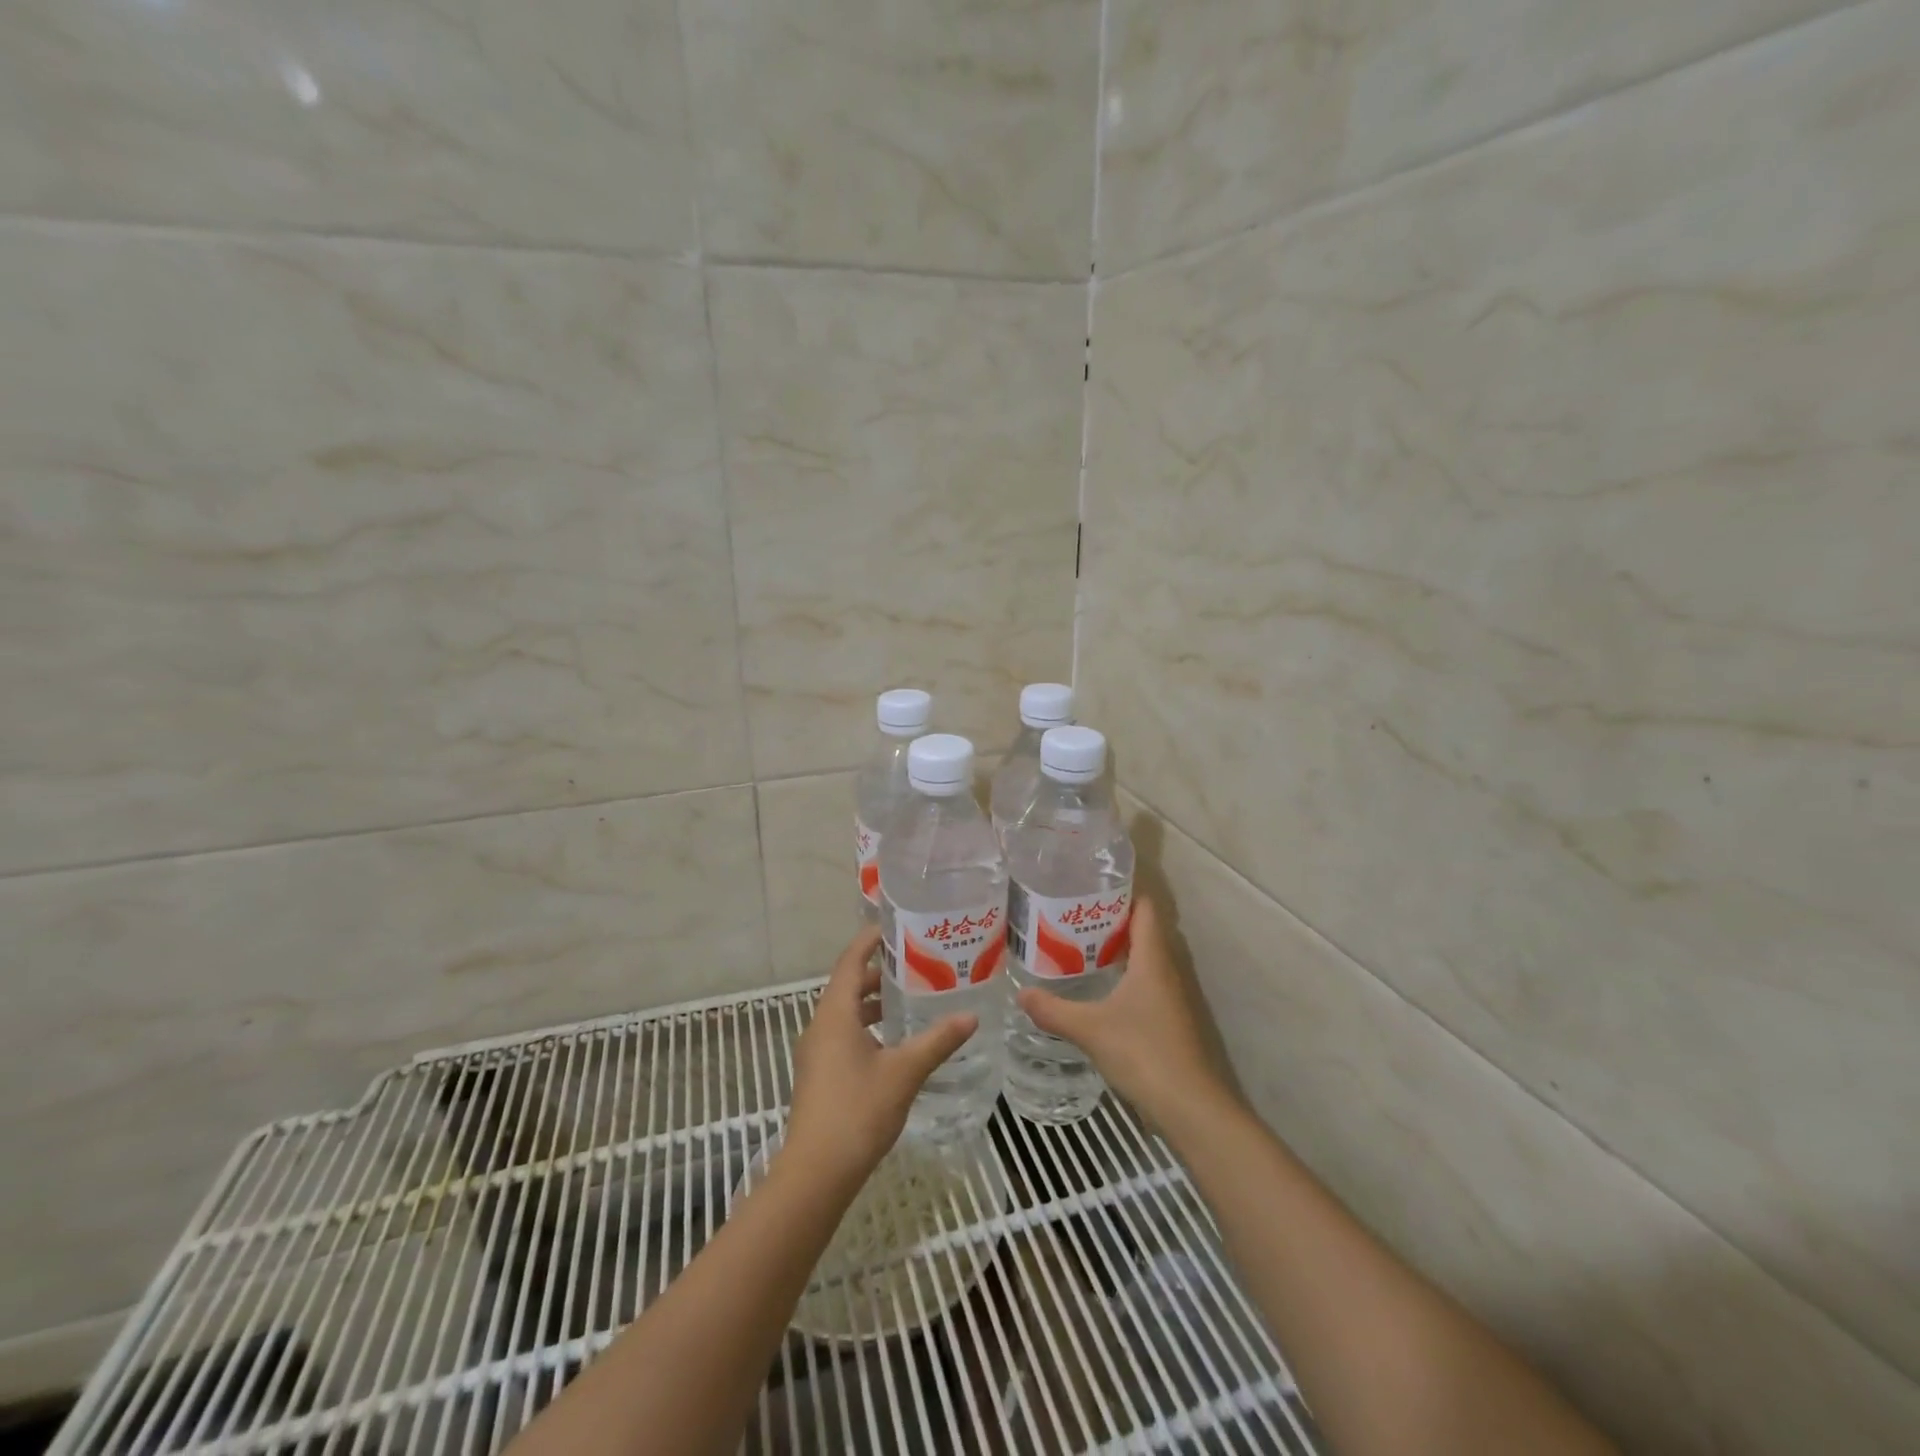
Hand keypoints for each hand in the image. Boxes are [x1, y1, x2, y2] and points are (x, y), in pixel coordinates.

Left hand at [782, 926, 978, 1186]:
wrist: (816, 1172)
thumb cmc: (858, 1111)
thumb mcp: (904, 1072)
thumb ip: (937, 1041)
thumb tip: (971, 1016)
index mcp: (836, 1013)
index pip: (851, 961)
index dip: (869, 940)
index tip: (895, 924)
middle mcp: (821, 1025)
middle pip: (848, 984)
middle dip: (879, 970)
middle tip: (916, 961)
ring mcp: (817, 1051)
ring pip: (846, 1011)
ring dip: (874, 1000)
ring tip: (910, 997)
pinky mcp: (820, 1073)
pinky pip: (843, 1033)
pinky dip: (867, 1024)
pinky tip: (894, 1041)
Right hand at [1015, 896, 1231, 1125]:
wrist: (1191, 1108)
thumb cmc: (1144, 1053)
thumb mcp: (1090, 1028)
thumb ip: (1054, 1010)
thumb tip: (1020, 993)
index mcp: (1152, 959)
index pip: (1145, 909)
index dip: (1122, 892)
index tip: (1089, 885)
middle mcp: (1165, 970)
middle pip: (1142, 931)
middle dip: (1109, 920)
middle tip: (1070, 915)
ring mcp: (1170, 998)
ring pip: (1142, 959)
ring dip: (1115, 950)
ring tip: (1075, 946)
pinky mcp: (1168, 1021)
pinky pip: (1143, 984)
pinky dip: (1121, 977)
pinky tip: (1096, 990)